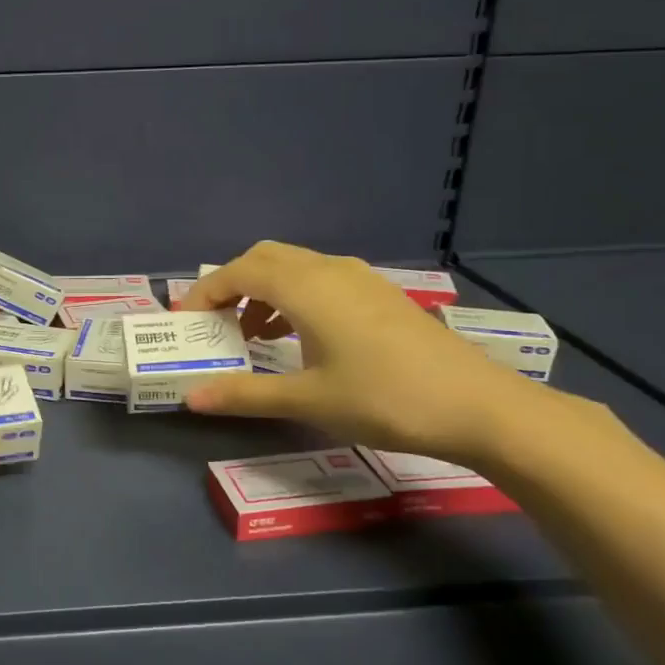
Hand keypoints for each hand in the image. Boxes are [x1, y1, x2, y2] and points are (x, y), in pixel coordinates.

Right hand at [180, 242, 538, 461]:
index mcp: (306, 288)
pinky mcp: (380, 294)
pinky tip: (299, 337)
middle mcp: (329, 270)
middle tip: (215, 323)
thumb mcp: (308, 400)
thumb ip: (245, 394)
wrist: (478, 406)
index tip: (186, 322)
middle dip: (231, 284)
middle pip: (264, 258)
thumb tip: (191, 397)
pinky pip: (320, 279)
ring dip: (263, 290)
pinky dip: (293, 296)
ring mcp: (360, 279)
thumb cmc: (384, 400)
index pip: (238, 272)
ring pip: (294, 265)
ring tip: (252, 335)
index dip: (205, 293)